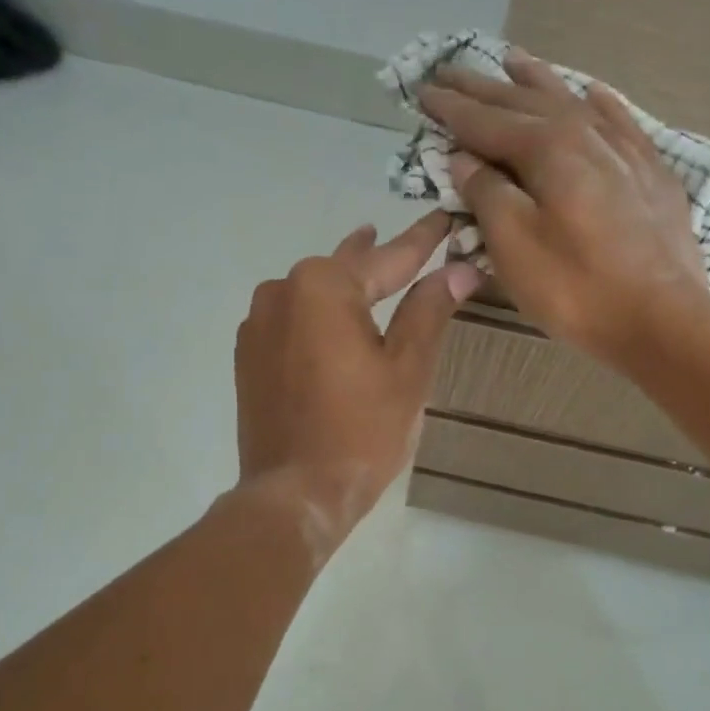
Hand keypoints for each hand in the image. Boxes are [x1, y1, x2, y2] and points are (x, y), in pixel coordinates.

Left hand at [235, 212, 480, 557]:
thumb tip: (460, 269)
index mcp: (324, 286)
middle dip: (380, 257)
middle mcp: (282, 291)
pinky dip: (319, 314)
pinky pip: (292, 319)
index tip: (444, 216)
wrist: (295, 494)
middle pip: (346, 269)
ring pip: (314, 292)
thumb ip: (429, 310)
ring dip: (346, 285)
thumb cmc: (361, 431)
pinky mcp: (249, 354)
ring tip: (371, 273)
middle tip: (411, 242)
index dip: (423, 240)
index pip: (388, 257)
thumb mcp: (407, 369)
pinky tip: (334, 322)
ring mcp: (258, 323)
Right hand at [419, 51, 709, 368]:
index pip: (486, 121)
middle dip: (484, 88)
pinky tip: (592, 93)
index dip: (451, 107)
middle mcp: (586, 134)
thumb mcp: (514, 246)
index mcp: (547, 149)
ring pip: (572, 102)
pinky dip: (599, 103)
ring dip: (537, 81)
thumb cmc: (577, 288)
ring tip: (512, 61)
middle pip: (526, 102)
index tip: (422, 89)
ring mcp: (625, 150)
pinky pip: (619, 121)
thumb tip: (465, 158)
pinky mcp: (651, 173)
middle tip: (451, 70)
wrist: (662, 319)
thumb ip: (486, 193)